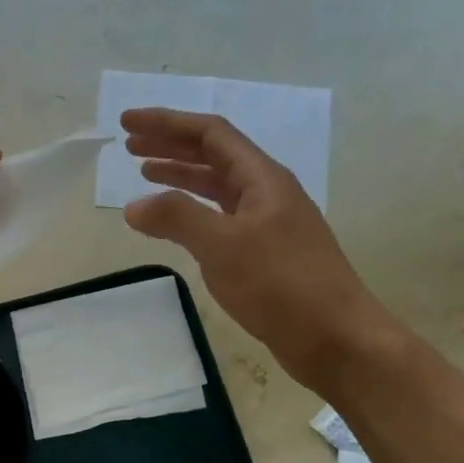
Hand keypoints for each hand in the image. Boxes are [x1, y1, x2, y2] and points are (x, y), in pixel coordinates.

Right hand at [121, 108, 403, 391]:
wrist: (336, 339)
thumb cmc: (282, 284)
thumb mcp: (223, 246)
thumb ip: (176, 219)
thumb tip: (133, 206)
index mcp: (262, 178)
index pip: (209, 134)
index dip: (167, 123)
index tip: (127, 123)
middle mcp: (267, 192)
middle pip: (213, 155)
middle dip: (170, 145)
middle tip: (129, 145)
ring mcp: (268, 223)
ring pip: (217, 186)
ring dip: (181, 176)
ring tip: (145, 174)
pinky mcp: (266, 253)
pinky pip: (221, 217)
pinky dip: (193, 212)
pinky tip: (176, 224)